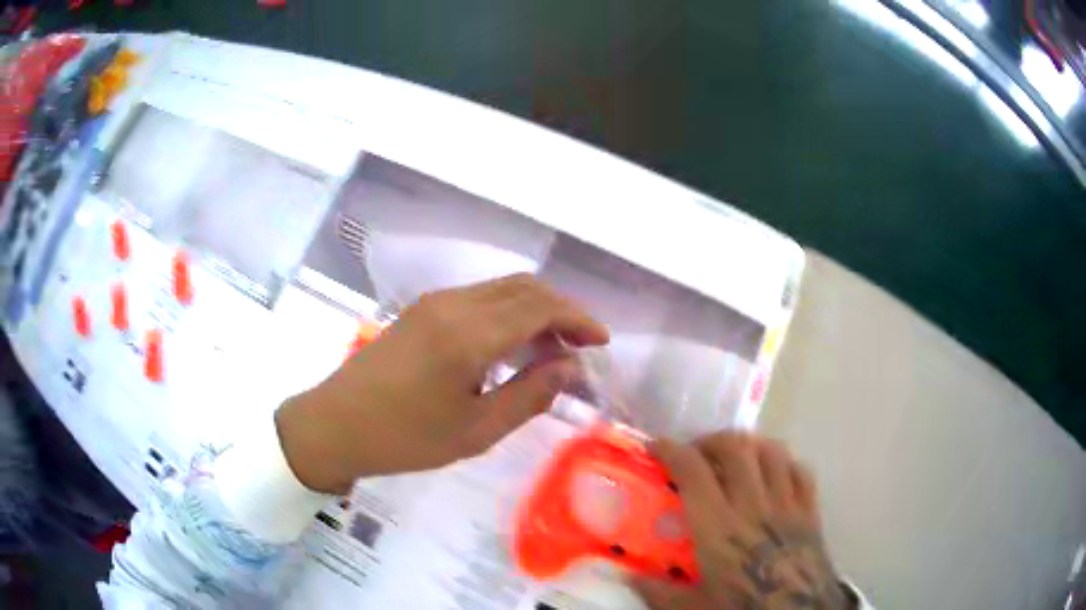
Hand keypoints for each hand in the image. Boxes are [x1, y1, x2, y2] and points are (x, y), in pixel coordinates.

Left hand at [274, 274, 608, 494]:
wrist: (336, 425)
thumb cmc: (405, 438)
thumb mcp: (476, 431)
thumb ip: (530, 396)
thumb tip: (569, 368)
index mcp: (470, 334)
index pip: (541, 307)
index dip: (578, 320)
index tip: (601, 342)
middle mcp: (454, 304)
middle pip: (524, 287)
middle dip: (561, 310)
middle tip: (580, 346)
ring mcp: (434, 303)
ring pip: (501, 289)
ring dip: (534, 310)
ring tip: (551, 350)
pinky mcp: (421, 310)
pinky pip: (479, 298)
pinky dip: (508, 313)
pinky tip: (510, 347)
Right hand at [633, 433, 850, 609]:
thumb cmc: (742, 609)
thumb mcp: (692, 608)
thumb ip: (657, 591)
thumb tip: (628, 576)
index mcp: (718, 527)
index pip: (693, 470)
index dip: (670, 450)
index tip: (655, 447)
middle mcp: (753, 504)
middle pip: (735, 447)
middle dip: (711, 441)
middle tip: (696, 455)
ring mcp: (786, 503)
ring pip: (771, 450)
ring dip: (748, 447)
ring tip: (735, 460)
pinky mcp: (810, 510)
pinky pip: (800, 470)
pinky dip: (784, 463)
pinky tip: (774, 475)